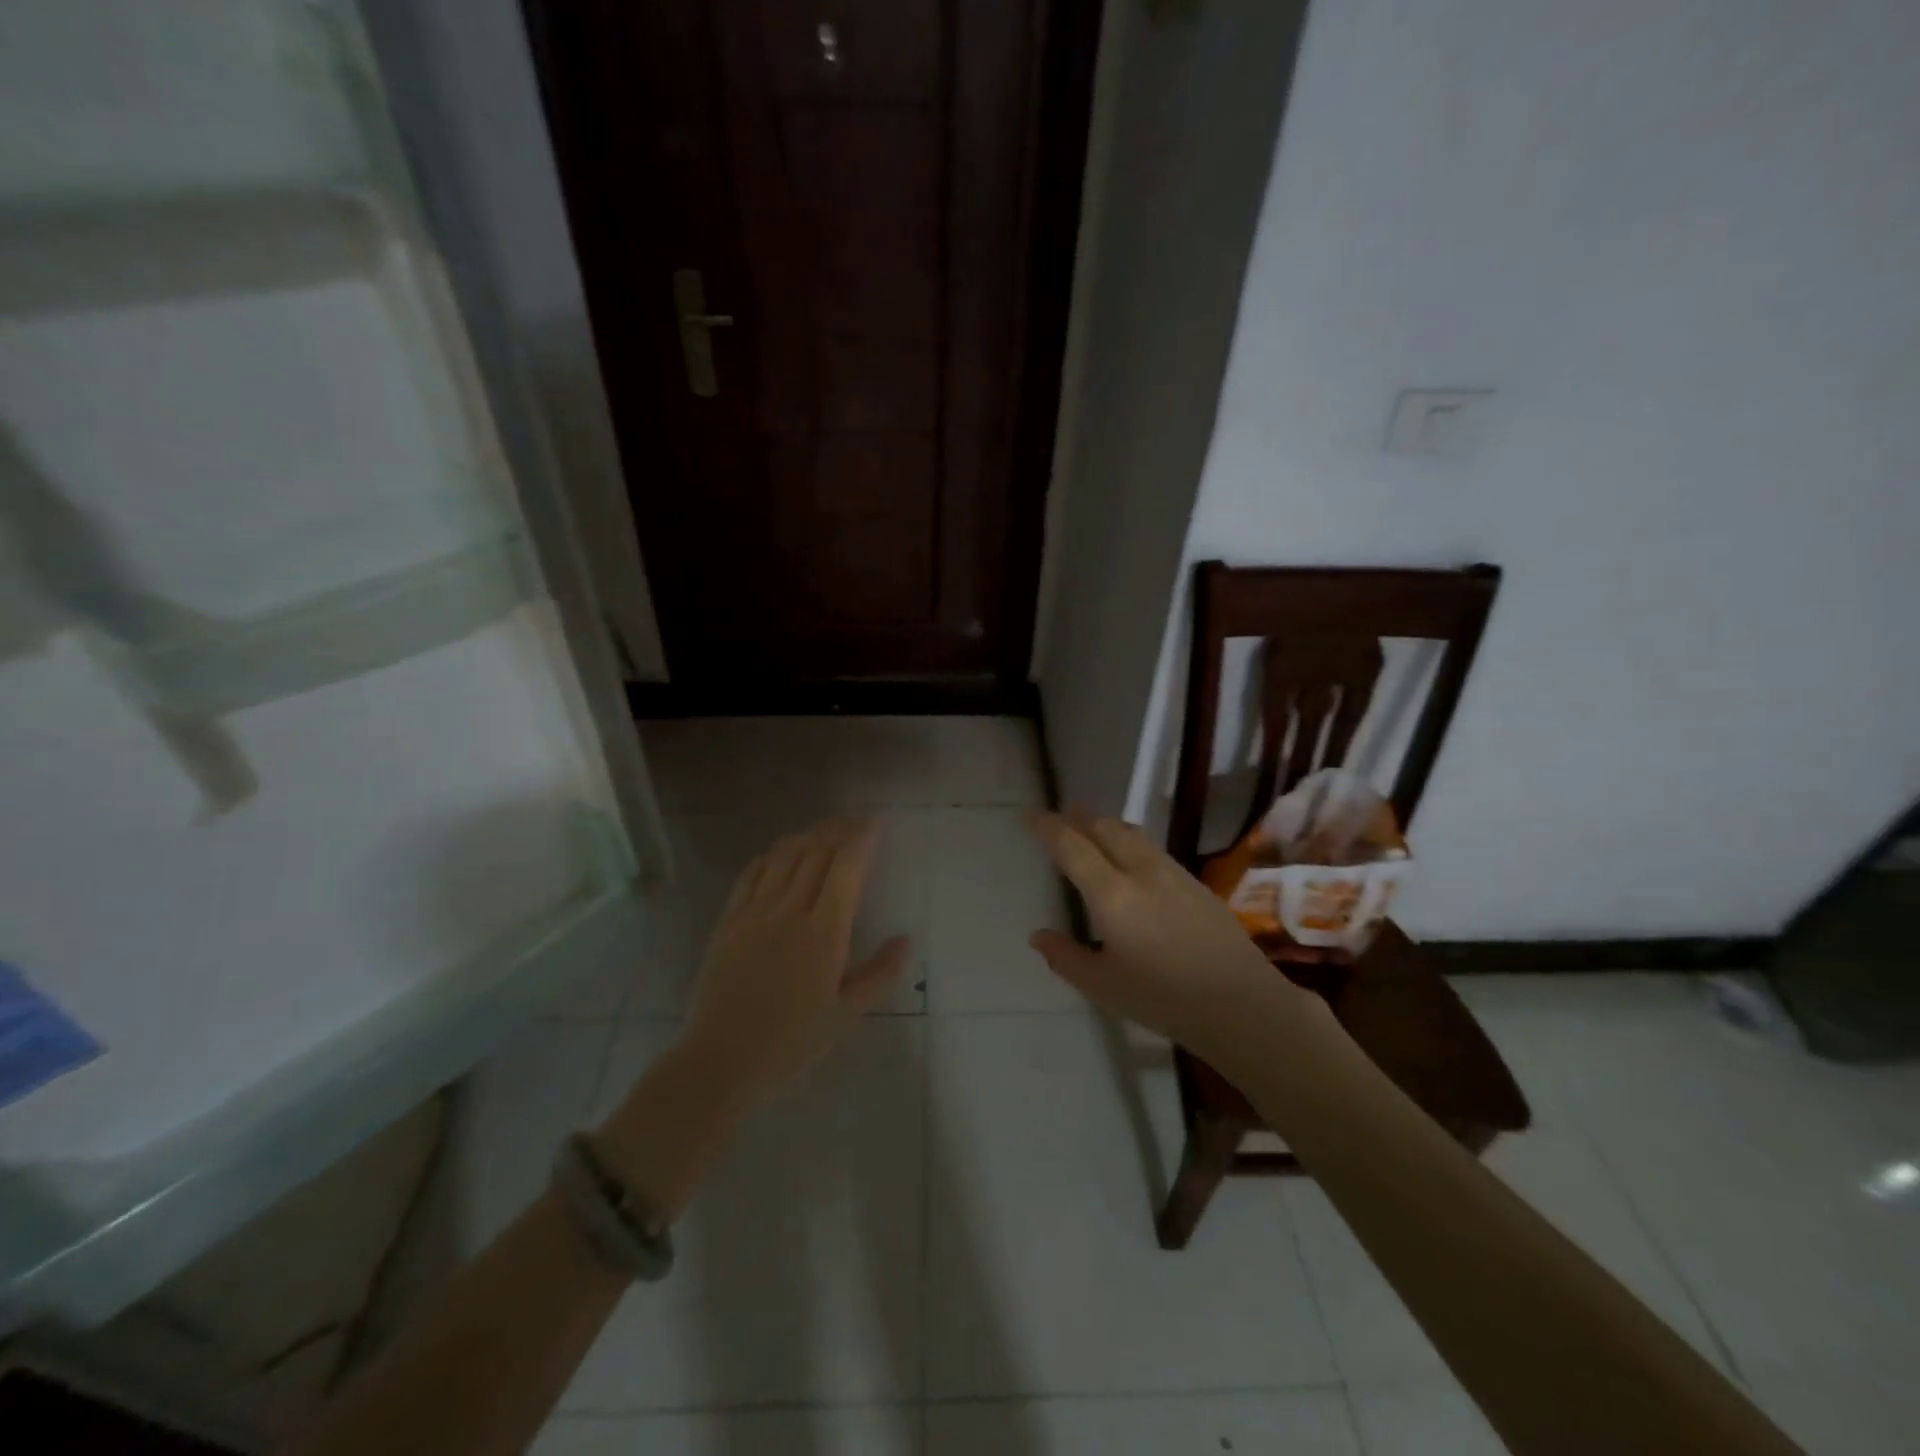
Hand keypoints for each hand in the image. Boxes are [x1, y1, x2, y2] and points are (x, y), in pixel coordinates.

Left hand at [679, 817, 908, 1106]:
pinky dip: (773, 854)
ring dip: (809, 835)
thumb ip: (880, 974)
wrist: (721, 1060)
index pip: (846, 867)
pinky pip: (753, 872)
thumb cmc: (792, 1042)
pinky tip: (783, 852)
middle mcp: (789, 911)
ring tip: (826, 829)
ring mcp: (755, 912)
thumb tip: (906, 939)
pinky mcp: (729, 920)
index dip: (862, 839)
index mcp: (823, 933)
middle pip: (817, 852)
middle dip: (840, 829)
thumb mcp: (847, 1016)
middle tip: (857, 820)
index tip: (876, 823)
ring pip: (785, 856)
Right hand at [1025, 811, 1305, 1056]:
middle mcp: (1140, 871)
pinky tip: (1130, 858)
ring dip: (1106, 825)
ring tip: (1091, 828)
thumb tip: (1038, 936)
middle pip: (1104, 828)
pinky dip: (1129, 841)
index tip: (1030, 815)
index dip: (1047, 826)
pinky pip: (1152, 847)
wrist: (1241, 1003)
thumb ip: (1066, 957)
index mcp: (1111, 894)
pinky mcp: (1195, 882)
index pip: (1071, 846)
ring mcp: (1172, 873)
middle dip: (1078, 819)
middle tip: (1059, 817)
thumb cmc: (1163, 999)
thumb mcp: (1103, 986)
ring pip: (1132, 833)